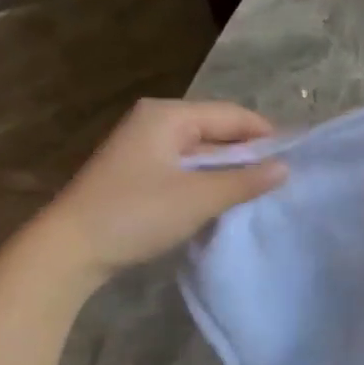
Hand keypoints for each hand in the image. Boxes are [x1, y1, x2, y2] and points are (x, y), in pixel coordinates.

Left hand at [27, 99, 285, 284]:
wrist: (68, 249)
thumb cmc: (136, 214)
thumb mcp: (199, 198)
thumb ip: (245, 181)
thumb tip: (285, 168)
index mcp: (169, 115)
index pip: (233, 115)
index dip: (266, 136)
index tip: (295, 160)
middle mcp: (156, 121)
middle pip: (217, 130)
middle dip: (248, 154)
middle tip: (281, 179)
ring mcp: (144, 145)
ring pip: (202, 150)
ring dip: (228, 169)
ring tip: (258, 191)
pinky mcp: (138, 170)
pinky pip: (185, 166)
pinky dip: (207, 179)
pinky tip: (223, 199)